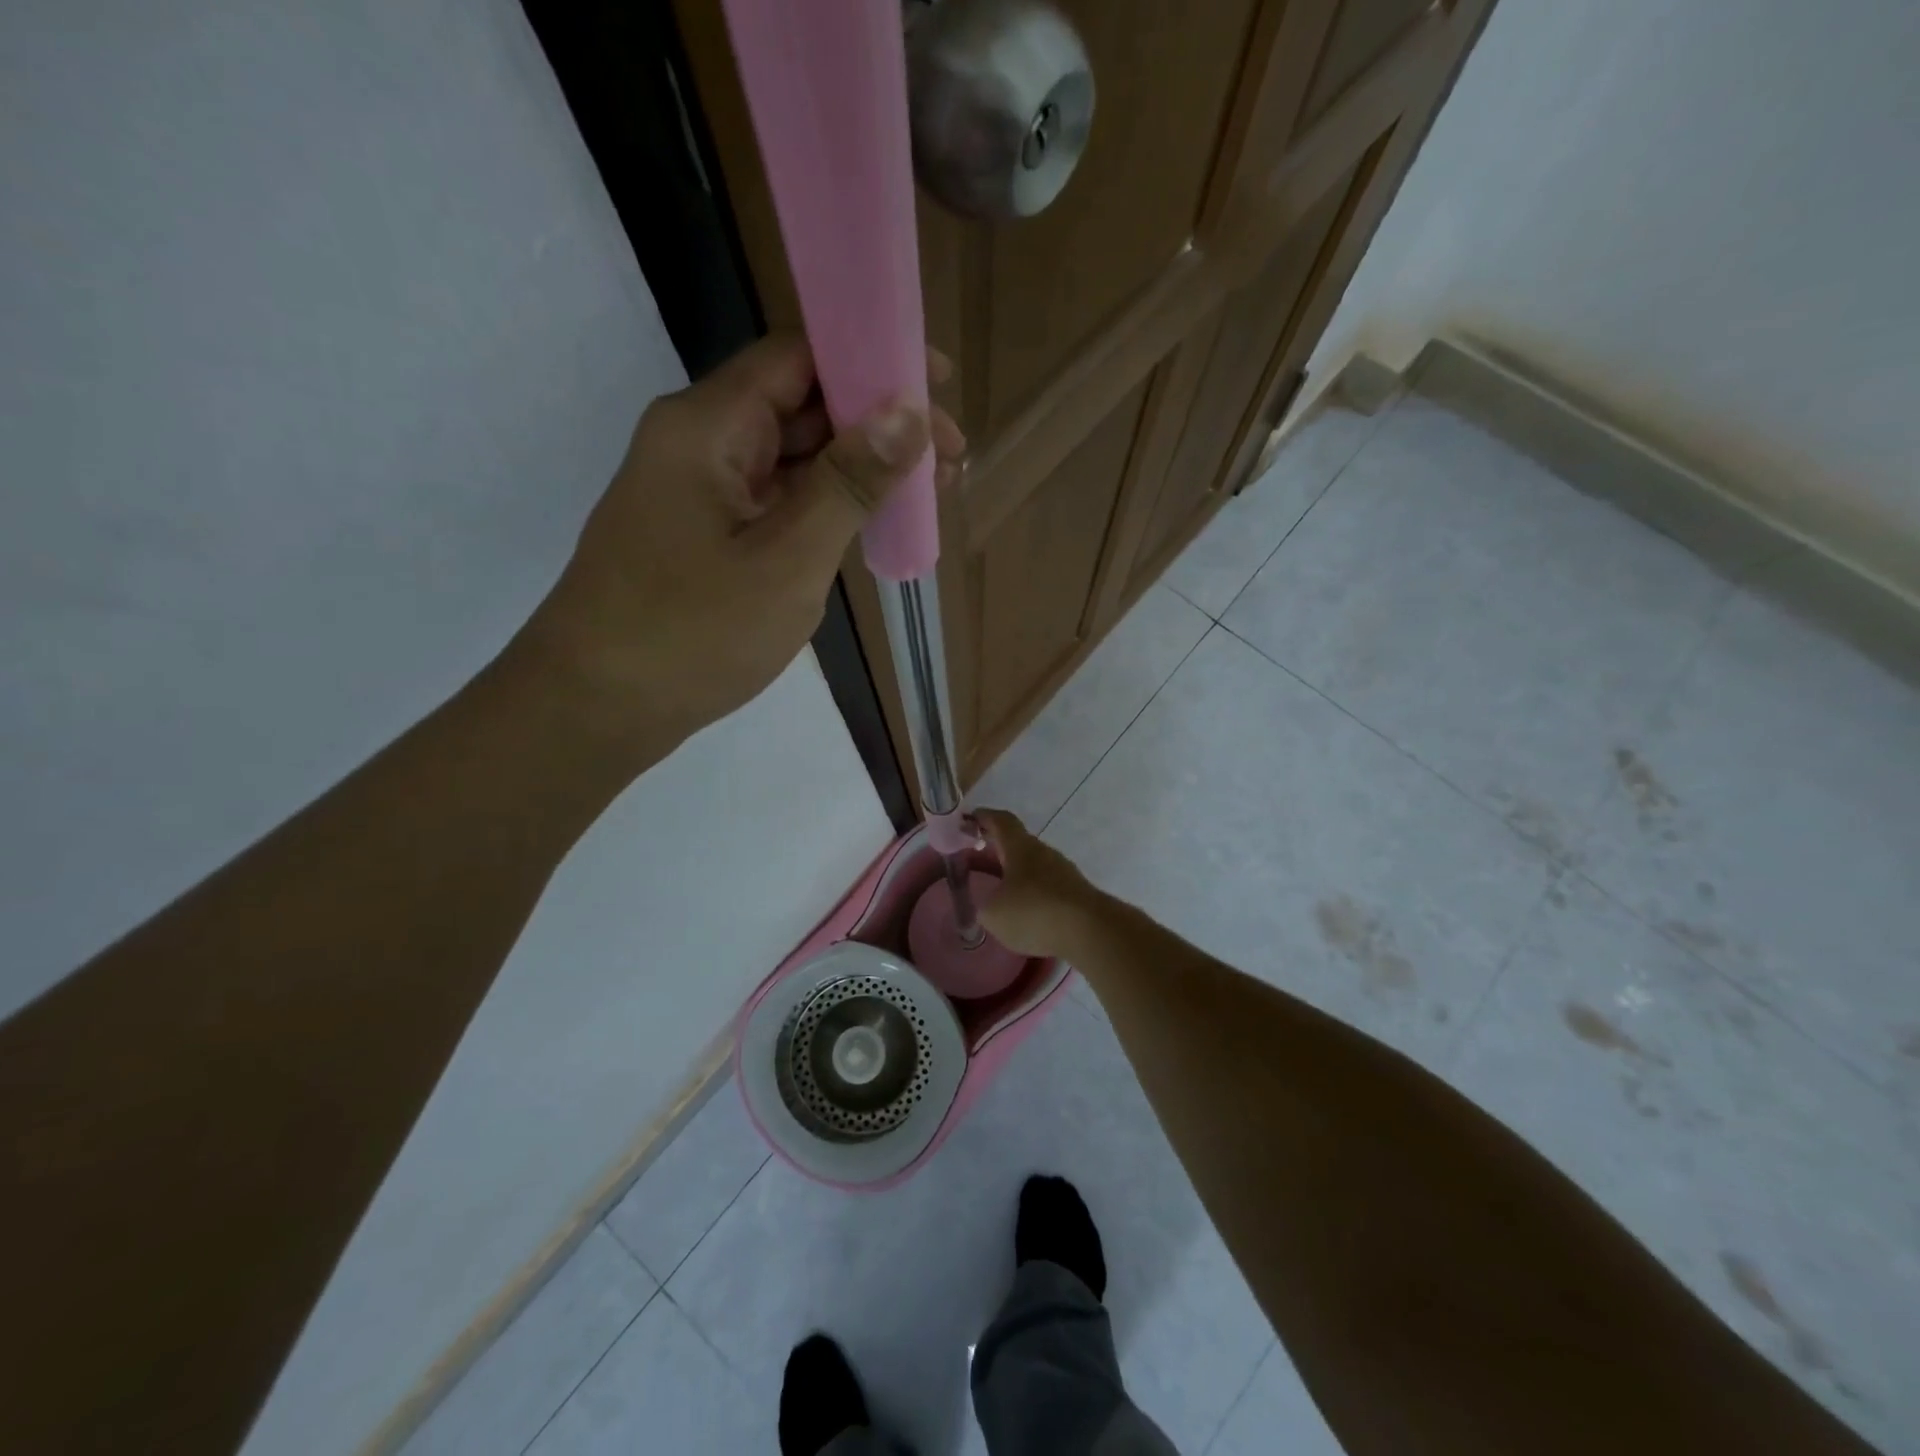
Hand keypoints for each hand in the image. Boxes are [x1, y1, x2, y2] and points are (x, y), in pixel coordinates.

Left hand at [522, 334, 965, 752]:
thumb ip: (848, 484)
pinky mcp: (702, 533)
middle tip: (950, 459)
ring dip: (855, 469)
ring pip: (790, 457)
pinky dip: (823, 507)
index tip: (941, 386)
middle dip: (877, 423)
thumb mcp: (787, 561)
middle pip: (799, 404)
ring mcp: (698, 490)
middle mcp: (699, 441)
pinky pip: (773, 500)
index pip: (800, 356)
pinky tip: (867, 525)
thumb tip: (909, 413)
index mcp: (708, 426)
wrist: (596, 707)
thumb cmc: (692, 634)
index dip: (873, 360)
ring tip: (925, 493)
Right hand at [976, 809, 1105, 956]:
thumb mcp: (994, 914)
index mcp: (1020, 847)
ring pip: (1034, 867)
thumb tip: (988, 906)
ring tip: (1000, 894)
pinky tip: (1026, 915)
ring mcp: (1064, 872)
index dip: (984, 817)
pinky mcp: (1077, 894)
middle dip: (997, 851)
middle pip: (1018, 844)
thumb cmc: (1034, 912)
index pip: (1001, 821)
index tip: (969, 818)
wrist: (1091, 931)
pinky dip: (1033, 896)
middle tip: (977, 860)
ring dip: (1016, 876)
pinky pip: (1048, 888)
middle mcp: (1044, 853)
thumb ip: (985, 907)